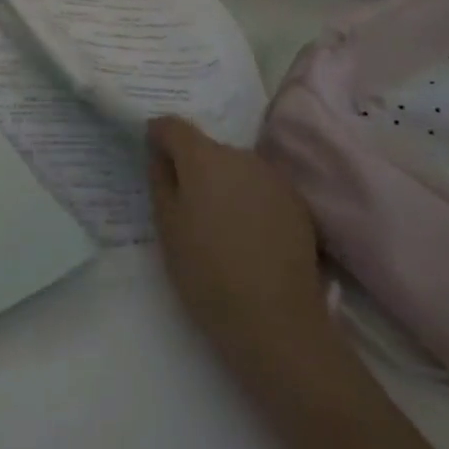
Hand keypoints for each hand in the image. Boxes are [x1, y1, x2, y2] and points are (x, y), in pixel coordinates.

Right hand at [147, 116, 327, 384]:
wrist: (277, 322)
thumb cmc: (206, 272)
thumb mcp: (166, 226)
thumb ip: (160, 180)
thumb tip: (161, 156)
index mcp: (203, 157)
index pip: (173, 126)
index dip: (158, 135)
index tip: (151, 154)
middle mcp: (240, 156)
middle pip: (207, 147)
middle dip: (192, 164)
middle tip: (184, 200)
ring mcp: (273, 179)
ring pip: (236, 167)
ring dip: (222, 181)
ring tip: (217, 220)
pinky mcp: (297, 204)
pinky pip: (260, 188)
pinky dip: (248, 199)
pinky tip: (245, 234)